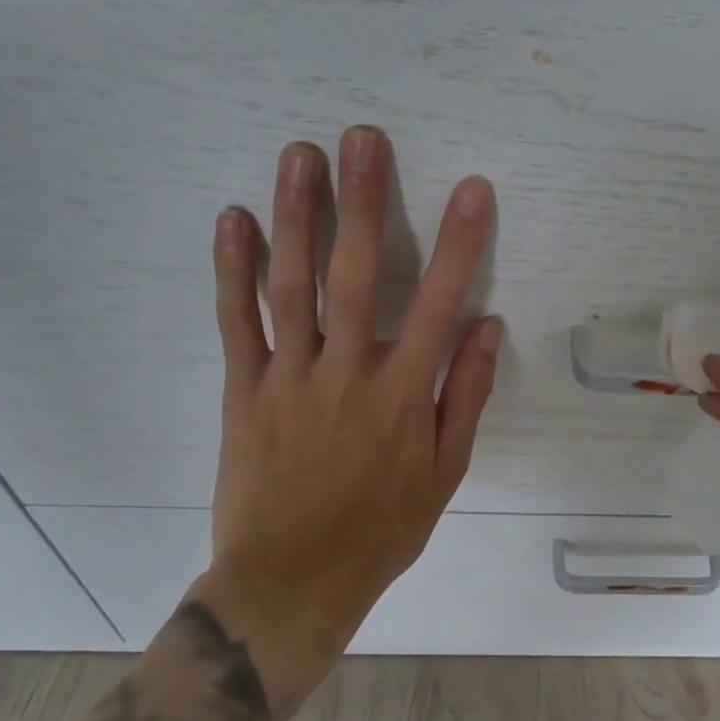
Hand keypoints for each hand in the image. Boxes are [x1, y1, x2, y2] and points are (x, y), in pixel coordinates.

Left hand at [195, 126, 501, 682]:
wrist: (291, 582)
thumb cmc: (381, 529)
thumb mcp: (444, 473)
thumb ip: (466, 396)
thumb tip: (486, 327)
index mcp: (403, 395)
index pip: (437, 304)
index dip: (458, 244)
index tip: (471, 189)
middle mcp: (347, 373)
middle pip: (354, 275)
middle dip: (363, 202)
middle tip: (362, 138)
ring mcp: (289, 378)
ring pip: (291, 285)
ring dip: (297, 216)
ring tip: (300, 155)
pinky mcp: (243, 390)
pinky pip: (236, 323)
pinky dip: (232, 269)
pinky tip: (234, 218)